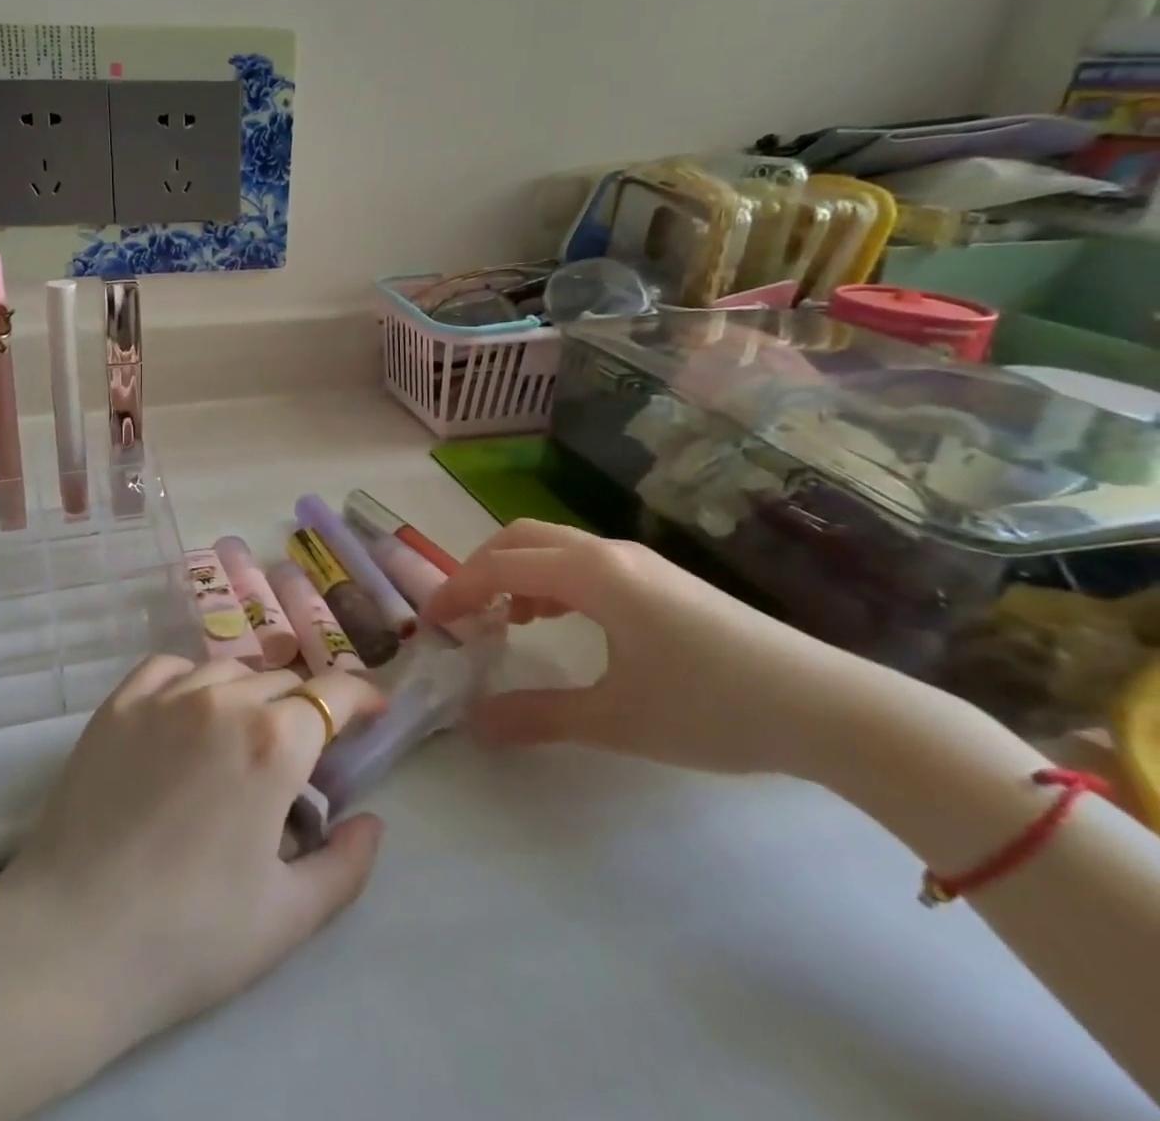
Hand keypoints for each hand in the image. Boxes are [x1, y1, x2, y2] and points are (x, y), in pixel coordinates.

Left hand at [2, 656, 387, 1045]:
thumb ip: (346, 863)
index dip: (361, 698)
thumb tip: (370, 821)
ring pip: (228, 671)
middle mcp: (222, 701)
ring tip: (246, 734)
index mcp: (273, 744)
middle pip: (281, 682)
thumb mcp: (290, 916)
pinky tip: (190, 711)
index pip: (333, 694)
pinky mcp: (118, 704)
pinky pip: (169, 667)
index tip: (372, 712)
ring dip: (251, 694)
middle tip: (301, 754)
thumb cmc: (190, 936)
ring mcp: (164, 696)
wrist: (72, 938)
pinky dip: (193, 680)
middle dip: (304, 710)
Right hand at [422, 519, 869, 773]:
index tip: (429, 622)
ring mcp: (639, 562)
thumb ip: (537, 717)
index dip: (456, 590)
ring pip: (552, 546)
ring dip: (516, 573)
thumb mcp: (616, 719)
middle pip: (520, 538)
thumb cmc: (715, 708)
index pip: (499, 567)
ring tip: (504, 621)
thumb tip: (474, 724)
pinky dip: (550, 580)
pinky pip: (583, 562)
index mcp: (591, 574)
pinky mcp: (661, 579)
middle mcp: (608, 553)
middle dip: (479, 569)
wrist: (834, 710)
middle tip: (461, 615)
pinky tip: (557, 619)